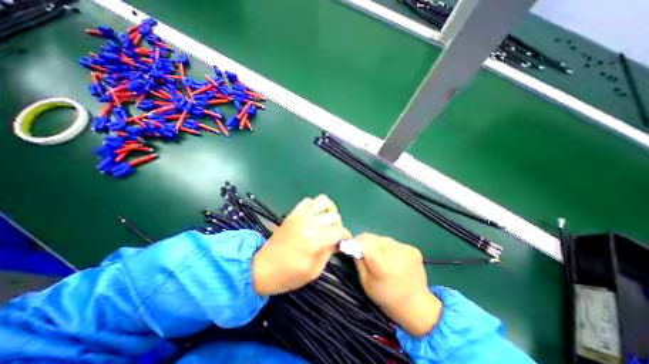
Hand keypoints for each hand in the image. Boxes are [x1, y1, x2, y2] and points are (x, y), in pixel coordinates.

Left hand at [251, 196, 348, 295]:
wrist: (262, 268)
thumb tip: (338, 241)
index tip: (344, 241)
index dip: (346, 236)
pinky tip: (313, 216)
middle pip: (333, 215)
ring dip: (329, 210)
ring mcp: (300, 215)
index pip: (339, 230)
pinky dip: (314, 206)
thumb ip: (329, 253)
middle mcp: (310, 223)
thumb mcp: (314, 271)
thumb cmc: (289, 275)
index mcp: (316, 240)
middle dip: (337, 225)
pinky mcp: (293, 213)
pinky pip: (308, 201)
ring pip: (322, 201)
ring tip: (326, 220)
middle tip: (333, 235)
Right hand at [355, 234, 440, 335]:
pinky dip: (389, 248)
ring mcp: (407, 250)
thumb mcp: (366, 283)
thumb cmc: (386, 298)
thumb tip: (355, 247)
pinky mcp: (414, 249)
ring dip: (378, 245)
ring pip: (384, 239)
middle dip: (367, 243)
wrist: (417, 307)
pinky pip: (394, 243)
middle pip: (374, 238)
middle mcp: (395, 252)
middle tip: (366, 254)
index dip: (357, 242)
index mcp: (382, 263)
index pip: (365, 240)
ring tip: (381, 258)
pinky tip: (393, 260)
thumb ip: (359, 262)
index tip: (354, 248)